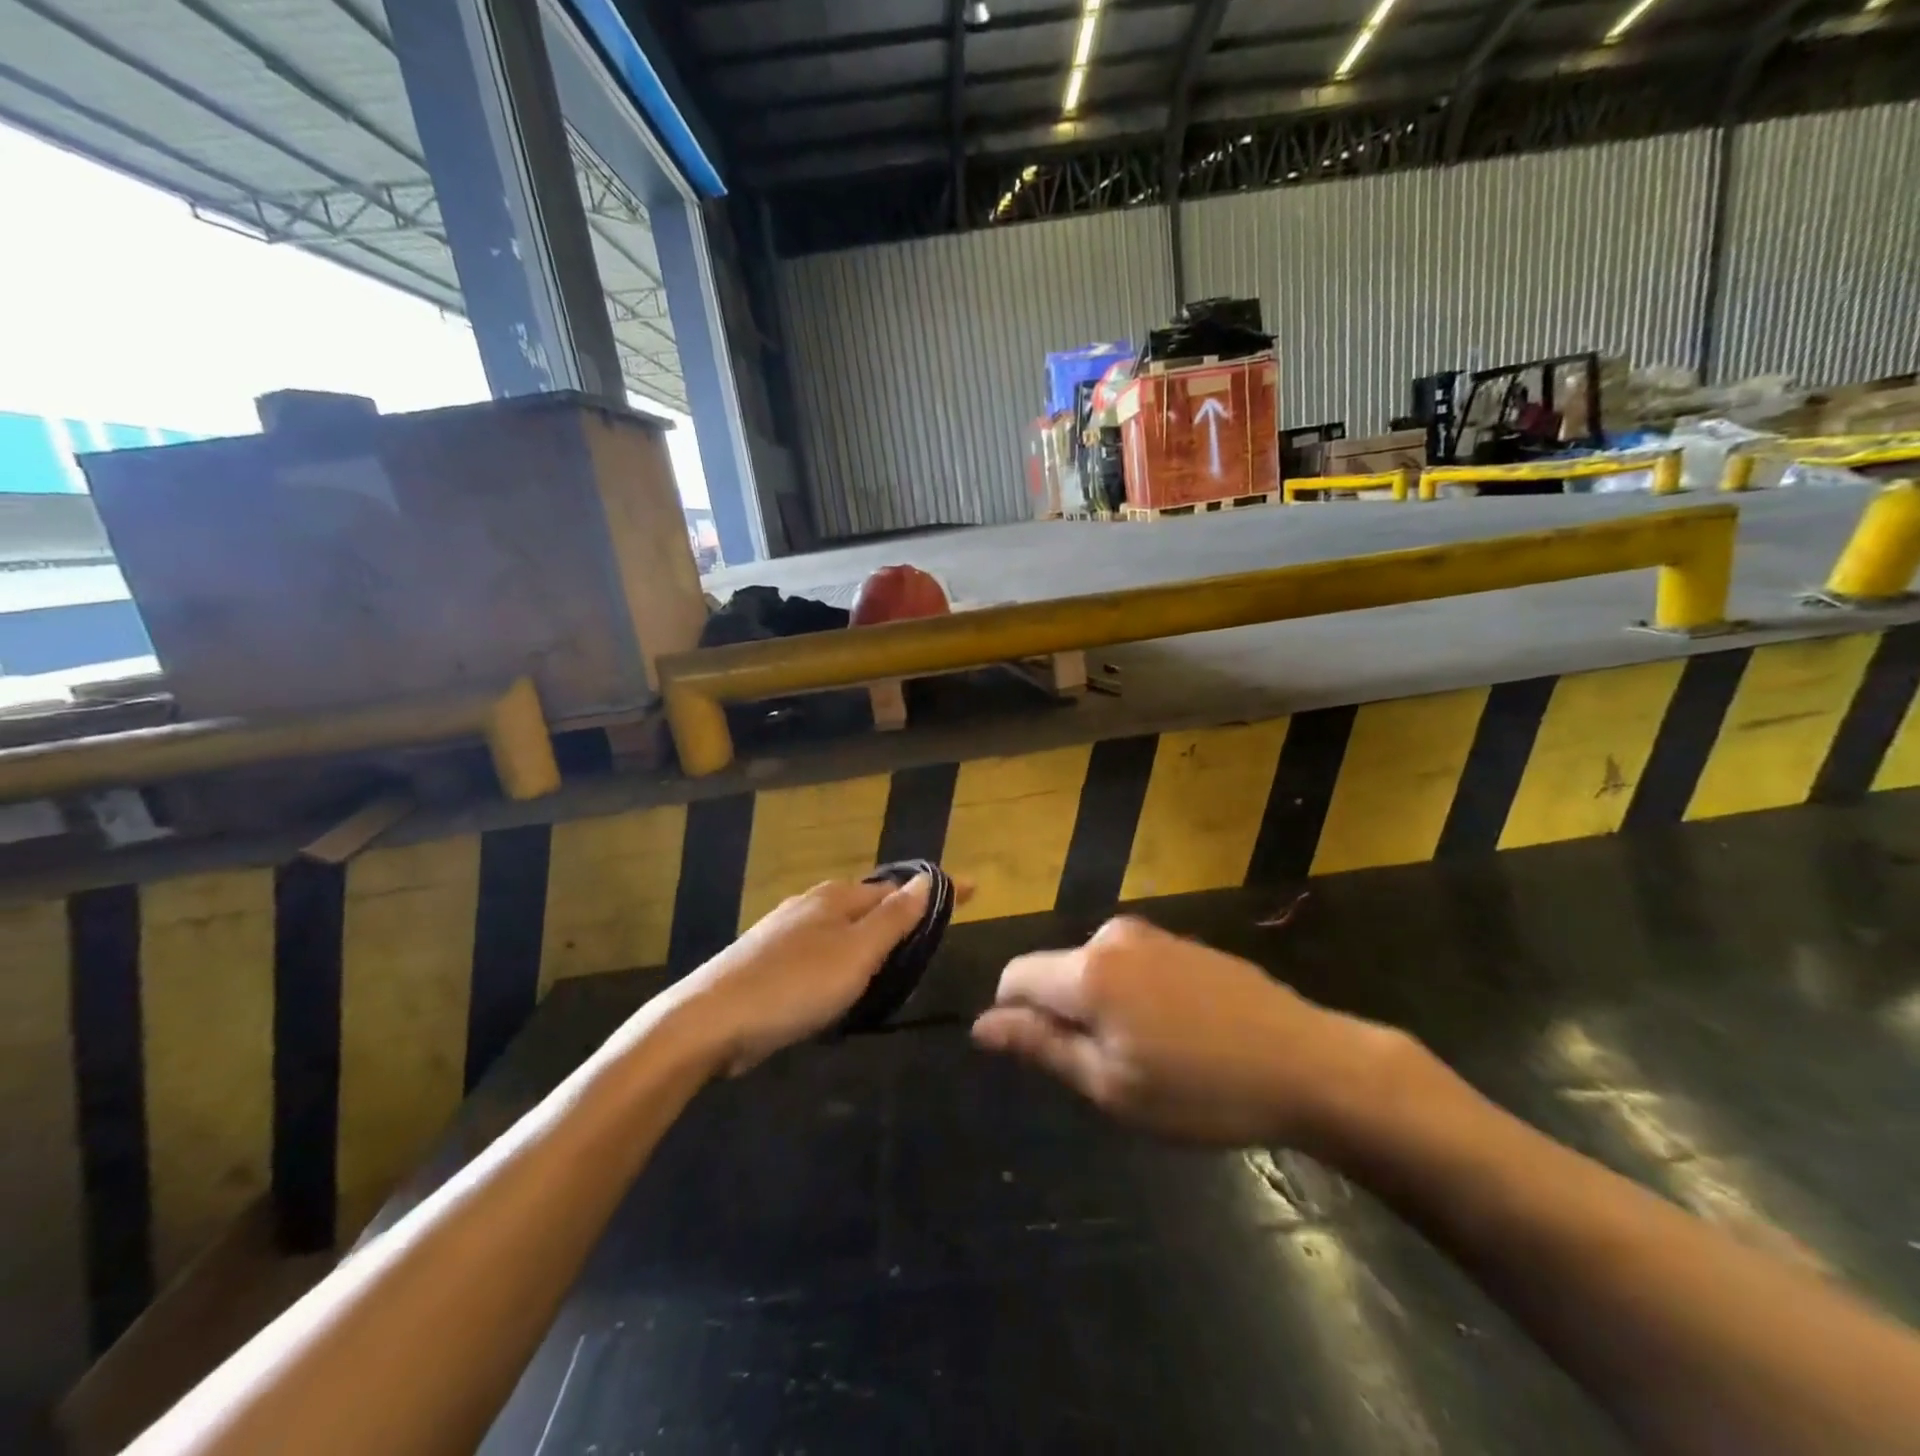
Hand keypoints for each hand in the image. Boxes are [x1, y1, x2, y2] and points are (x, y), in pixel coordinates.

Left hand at [661, 875, 953, 1074]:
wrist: (709, 1021)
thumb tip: (928, 878)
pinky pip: (824, 951)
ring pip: (845, 928)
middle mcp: (812, 904)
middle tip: (936, 933)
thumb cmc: (794, 985)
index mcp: (837, 896)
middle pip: (871, 902)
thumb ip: (894, 917)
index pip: (900, 885)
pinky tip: (847, 982)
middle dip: (903, 912)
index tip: (972, 890)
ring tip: (899, 959)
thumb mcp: (856, 953)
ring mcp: (786, 931)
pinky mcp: (770, 961)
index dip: (936, 889)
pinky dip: (847, 959)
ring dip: (874, 937)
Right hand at [972, 916, 1395, 1147]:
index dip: (1013, 1015)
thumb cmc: (1201, 1089)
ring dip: (1103, 1009)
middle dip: (1066, 1016)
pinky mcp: (1183, 941)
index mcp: (1087, 970)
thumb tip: (982, 1025)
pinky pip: (1131, 965)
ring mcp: (1152, 934)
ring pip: (1095, 971)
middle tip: (1113, 1072)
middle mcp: (1111, 936)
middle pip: (1057, 973)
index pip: (1015, 975)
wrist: (1308, 1063)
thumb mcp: (1111, 1085)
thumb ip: (1041, 1046)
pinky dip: (1134, 997)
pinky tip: (1181, 1035)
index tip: (1046, 1058)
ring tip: (1154, 1058)